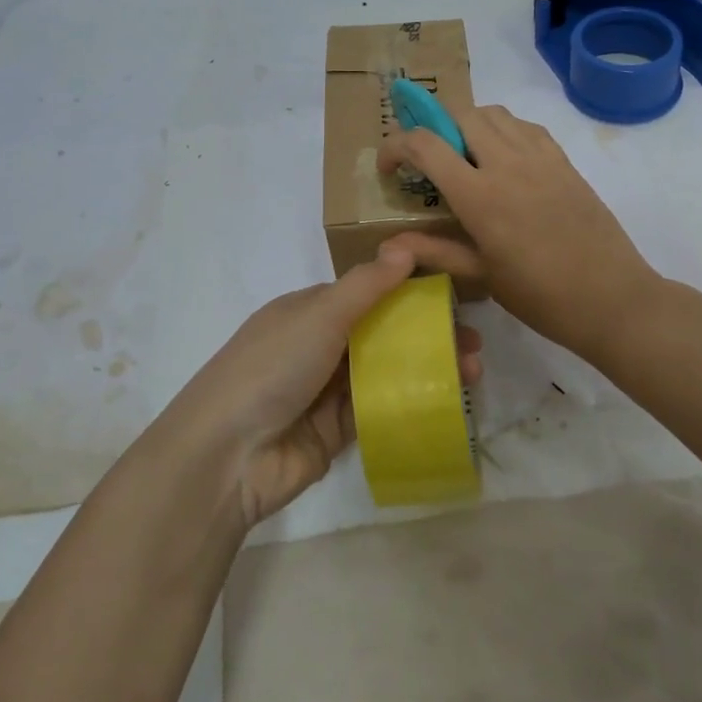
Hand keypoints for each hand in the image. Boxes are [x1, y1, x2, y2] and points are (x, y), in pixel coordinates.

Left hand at [166, 246, 482, 529]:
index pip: (368, 291)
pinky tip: (449, 400)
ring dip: (428, 367)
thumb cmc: (272, 367)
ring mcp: (328, 390)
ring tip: (473, 371)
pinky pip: (382, 409)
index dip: (409, 289)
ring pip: (388, 371)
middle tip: (473, 341)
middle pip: (384, 332)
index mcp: (310, 310)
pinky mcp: (338, 431)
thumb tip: (406, 246)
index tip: (453, 292)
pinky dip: (413, 402)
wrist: (227, 455)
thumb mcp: (319, 315)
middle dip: (428, 332)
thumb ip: (366, 285)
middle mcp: (320, 345)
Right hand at [377, 104, 662, 362]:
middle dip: (433, 127)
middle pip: (460, 114)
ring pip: (494, 113)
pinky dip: (504, 129)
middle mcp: (507, 164)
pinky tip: (504, 159)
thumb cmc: (541, 296)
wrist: (613, 299)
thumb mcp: (482, 275)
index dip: (396, 146)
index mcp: (480, 195)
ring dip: (469, 123)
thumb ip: (435, 250)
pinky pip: (526, 126)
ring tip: (464, 155)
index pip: (425, 144)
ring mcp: (540, 158)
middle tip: (428, 159)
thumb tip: (390, 242)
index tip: (388, 167)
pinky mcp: (564, 161)